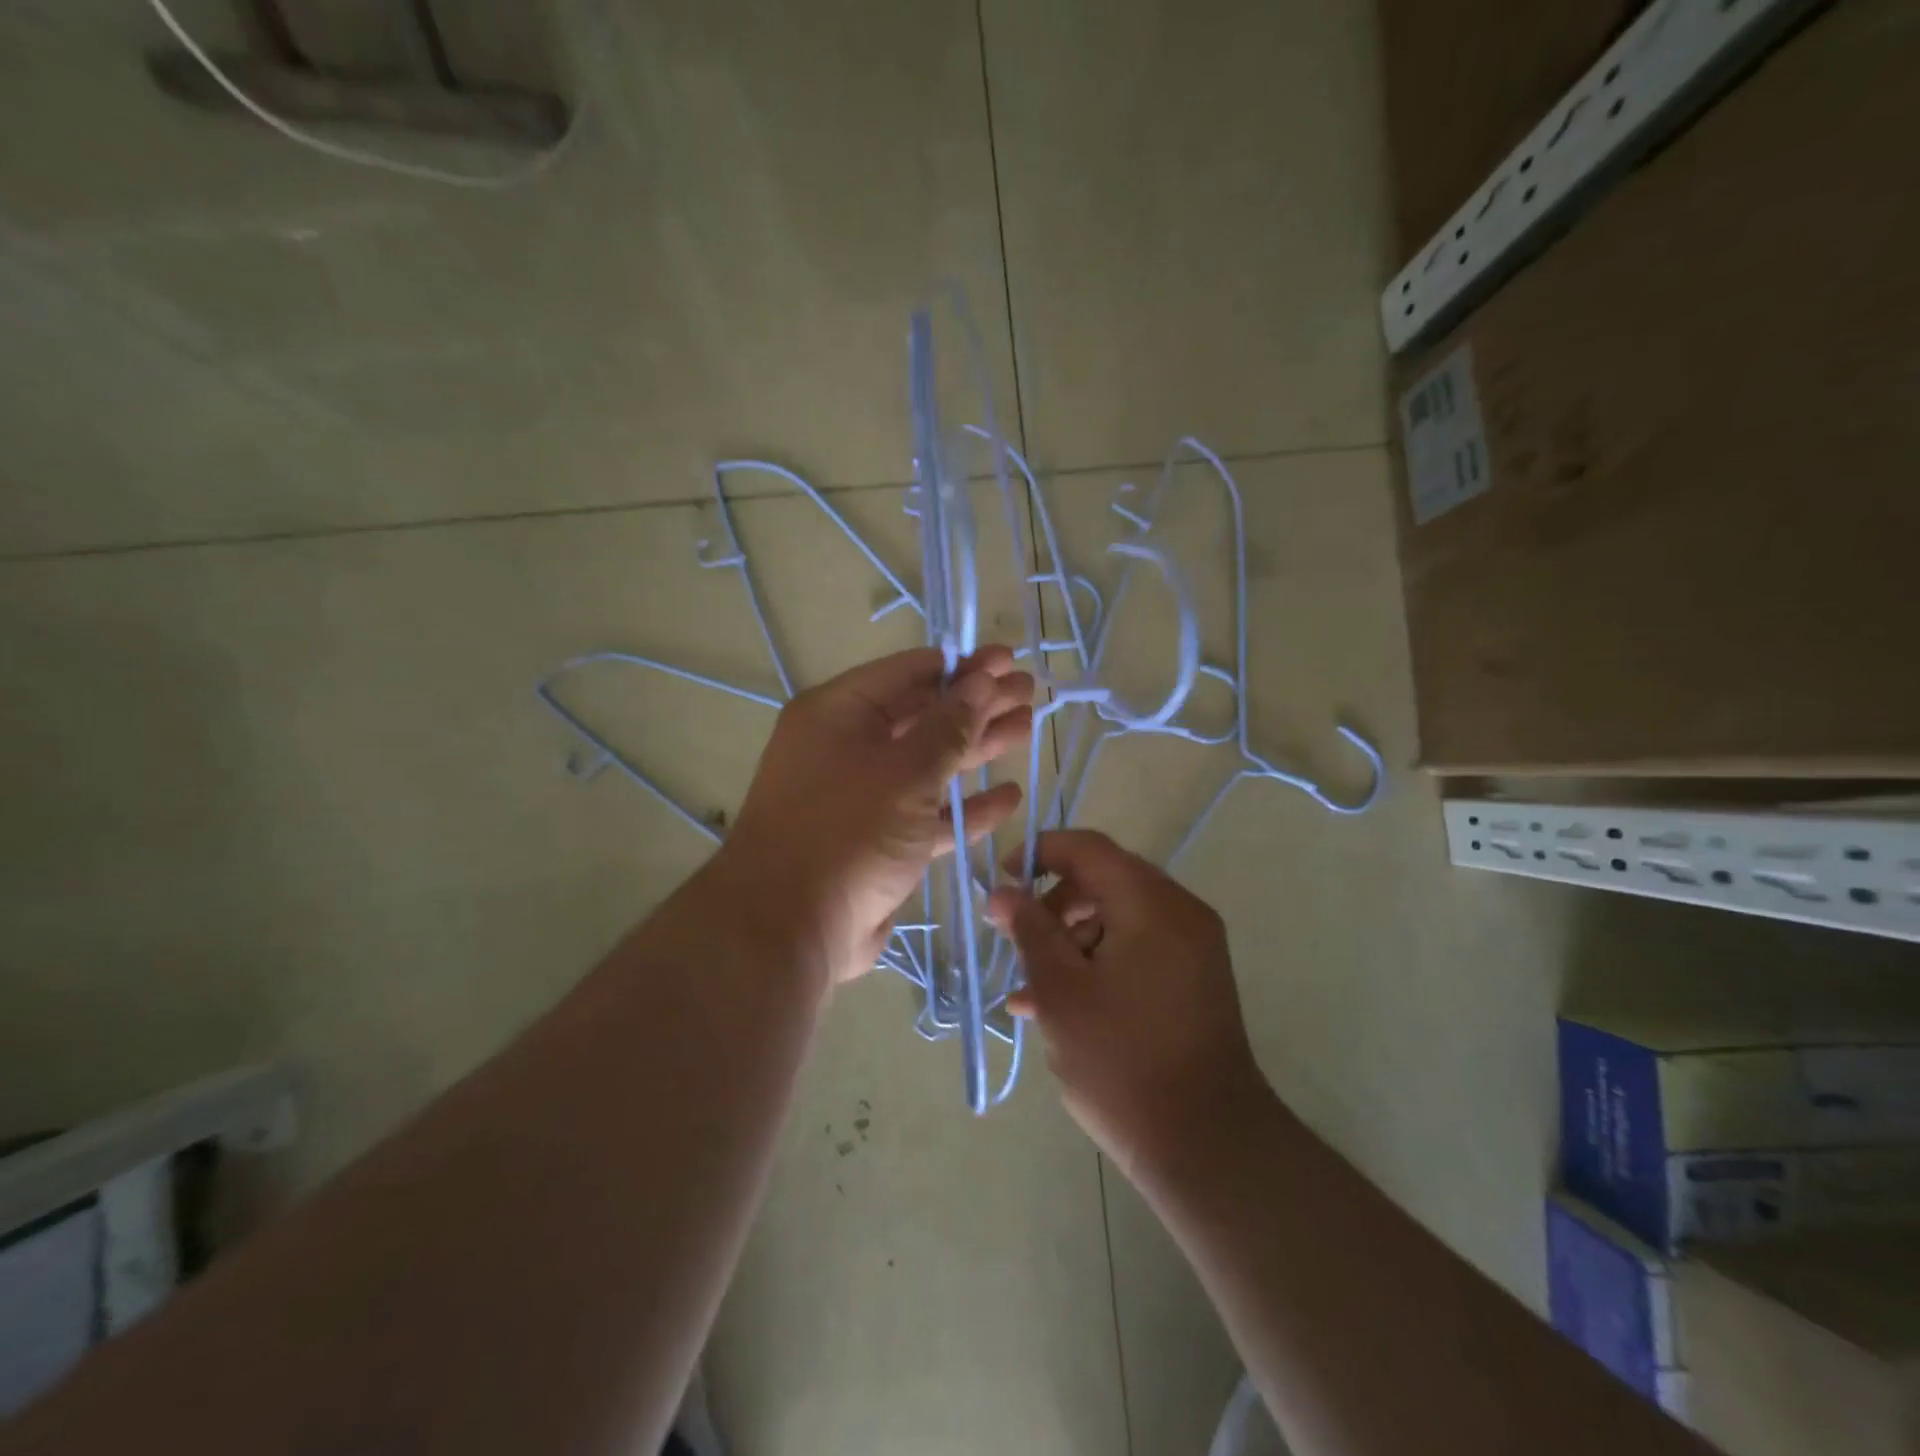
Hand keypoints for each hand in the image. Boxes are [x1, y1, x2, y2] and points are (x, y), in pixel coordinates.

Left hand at [719, 645, 1033, 984]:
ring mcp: (863, 797)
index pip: (909, 672)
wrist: (791, 928)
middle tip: (1028, 691)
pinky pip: (928, 814)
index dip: (962, 665)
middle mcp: (847, 747)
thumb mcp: (905, 770)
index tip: (1008, 660)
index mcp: (839, 713)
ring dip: (977, 749)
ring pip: (929, 764)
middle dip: (976, 704)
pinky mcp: (879, 842)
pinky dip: (965, 807)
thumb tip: (982, 681)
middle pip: (923, 715)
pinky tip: (1009, 797)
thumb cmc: (848, 830)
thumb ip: (949, 726)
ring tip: (1026, 729)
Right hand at [986, 830, 1266, 1175]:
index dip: (1039, 853)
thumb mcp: (1060, 991)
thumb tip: (1003, 892)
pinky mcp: (1194, 981)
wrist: (1207, 1145)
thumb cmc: (1122, 1060)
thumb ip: (1030, 931)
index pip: (1088, 848)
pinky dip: (1098, 963)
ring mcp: (1192, 948)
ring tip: (1027, 989)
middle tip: (1013, 938)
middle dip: (1052, 906)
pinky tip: (1056, 1007)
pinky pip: (1137, 950)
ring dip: (1069, 942)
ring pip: (1117, 919)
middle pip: (1103, 881)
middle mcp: (1179, 912)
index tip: (1001, 881)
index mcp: (1151, 903)